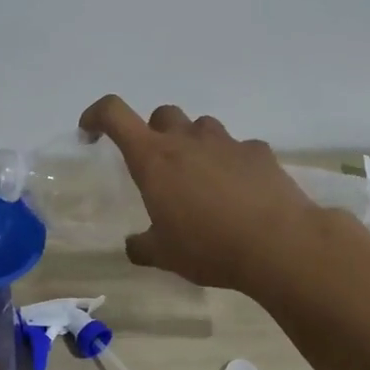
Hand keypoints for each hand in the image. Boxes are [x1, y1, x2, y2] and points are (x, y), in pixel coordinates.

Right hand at [78, 95, 326, 292]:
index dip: (97, 116)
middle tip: (160, 167)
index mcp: (154, 159)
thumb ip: (142, 246)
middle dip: (155, 134)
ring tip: (202, 180)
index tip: (91, 132)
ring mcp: (227, 142)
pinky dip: (232, 163)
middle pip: (163, 115)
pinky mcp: (259, 152)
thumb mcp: (164, 255)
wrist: (279, 244)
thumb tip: (133, 244)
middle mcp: (187, 140)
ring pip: (201, 127)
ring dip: (194, 145)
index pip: (115, 115)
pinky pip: (238, 148)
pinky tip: (240, 192)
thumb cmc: (209, 247)